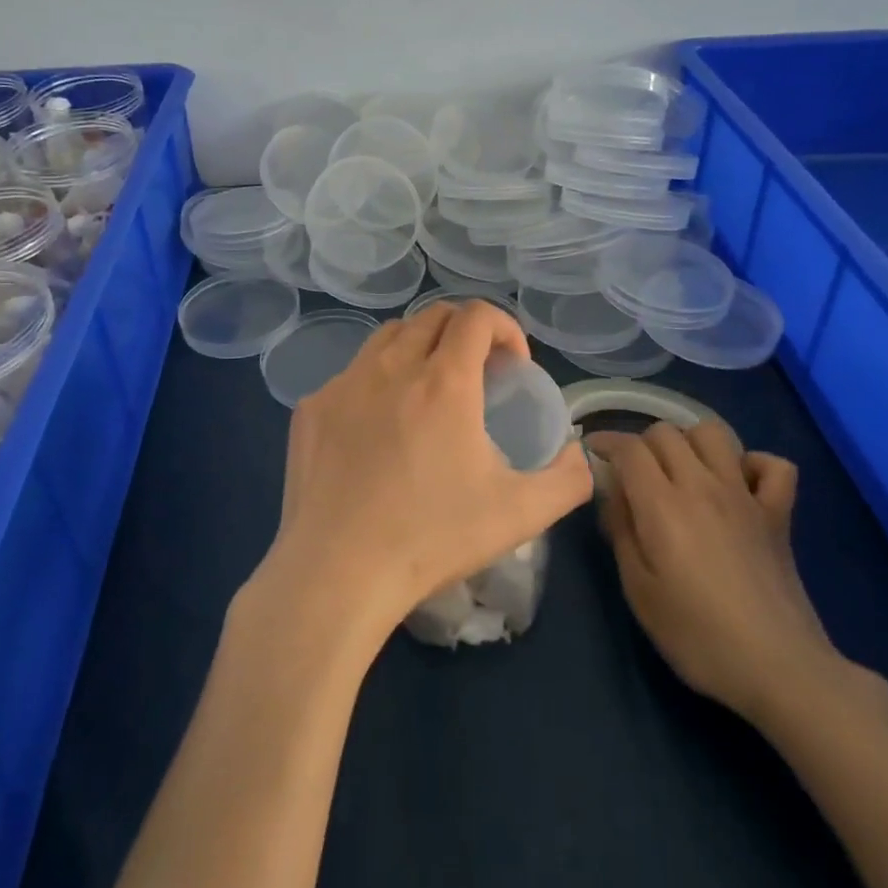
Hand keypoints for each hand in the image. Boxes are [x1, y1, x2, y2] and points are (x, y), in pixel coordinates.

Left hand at [264, 299, 591, 649]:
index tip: (512, 366)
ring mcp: (344, 384)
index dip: (504, 327)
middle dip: (464, 331)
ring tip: (427, 391)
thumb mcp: (521, 514)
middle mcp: (391, 367)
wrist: (337, 572)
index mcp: (444, 382)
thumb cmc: (432, 538)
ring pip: (387, 336)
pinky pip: (351, 375)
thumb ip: (567, 478)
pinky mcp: (312, 408)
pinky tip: (378, 430)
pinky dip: (376, 383)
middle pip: (432, 316)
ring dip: (419, 347)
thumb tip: (576, 452)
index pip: (477, 316)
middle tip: (477, 374)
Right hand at [585, 421, 838, 724]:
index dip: (605, 442)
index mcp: (663, 505)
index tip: (592, 453)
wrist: (779, 668)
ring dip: (690, 442)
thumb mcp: (638, 590)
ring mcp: (745, 495)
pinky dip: (752, 464)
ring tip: (680, 472)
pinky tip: (737, 485)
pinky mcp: (778, 513)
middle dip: (641, 444)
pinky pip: (773, 465)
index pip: (629, 448)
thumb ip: (620, 531)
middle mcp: (703, 486)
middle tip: (633, 475)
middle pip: (666, 432)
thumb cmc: (697, 636)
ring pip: (713, 433)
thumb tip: (613, 493)